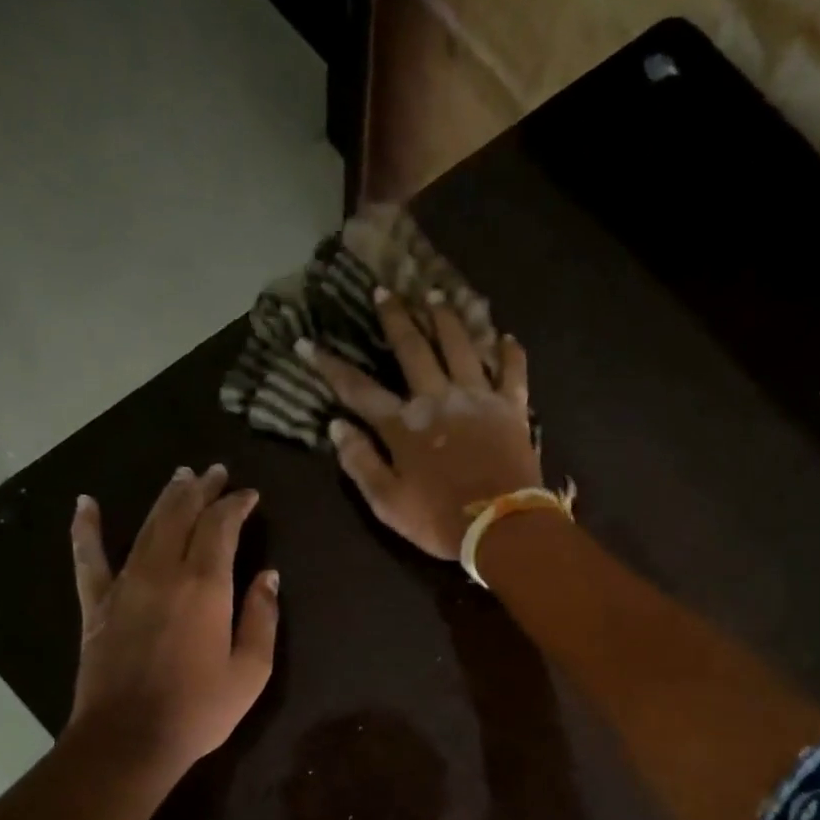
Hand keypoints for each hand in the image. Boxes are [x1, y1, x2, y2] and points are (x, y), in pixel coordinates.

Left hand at [68, 466, 278, 772]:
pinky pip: (88, 558)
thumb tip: (269, 576)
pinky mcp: (97, 604)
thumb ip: (262, 617)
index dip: (236, 505)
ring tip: (180, 477)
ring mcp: (125, 585)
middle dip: (201, 490)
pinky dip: (86, 528)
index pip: (221, 527)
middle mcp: (164, 573)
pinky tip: (86, 504)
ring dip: (165, 498)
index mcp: (205, 586)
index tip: (249, 495)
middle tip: (215, 472)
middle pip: (181, 516)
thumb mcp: (251, 670)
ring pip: (146, 526)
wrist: (130, 739)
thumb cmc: (200, 709)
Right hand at [301, 290, 542, 560]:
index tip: (306, 342)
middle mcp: (438, 399)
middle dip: (394, 318)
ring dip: (446, 317)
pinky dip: (510, 353)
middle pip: (412, 349)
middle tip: (384, 291)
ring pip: (460, 345)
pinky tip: (505, 337)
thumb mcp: (388, 503)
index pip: (358, 389)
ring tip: (436, 294)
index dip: (329, 365)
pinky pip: (512, 371)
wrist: (502, 528)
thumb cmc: (440, 521)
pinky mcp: (512, 408)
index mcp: (403, 426)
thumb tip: (337, 427)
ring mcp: (478, 398)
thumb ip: (361, 463)